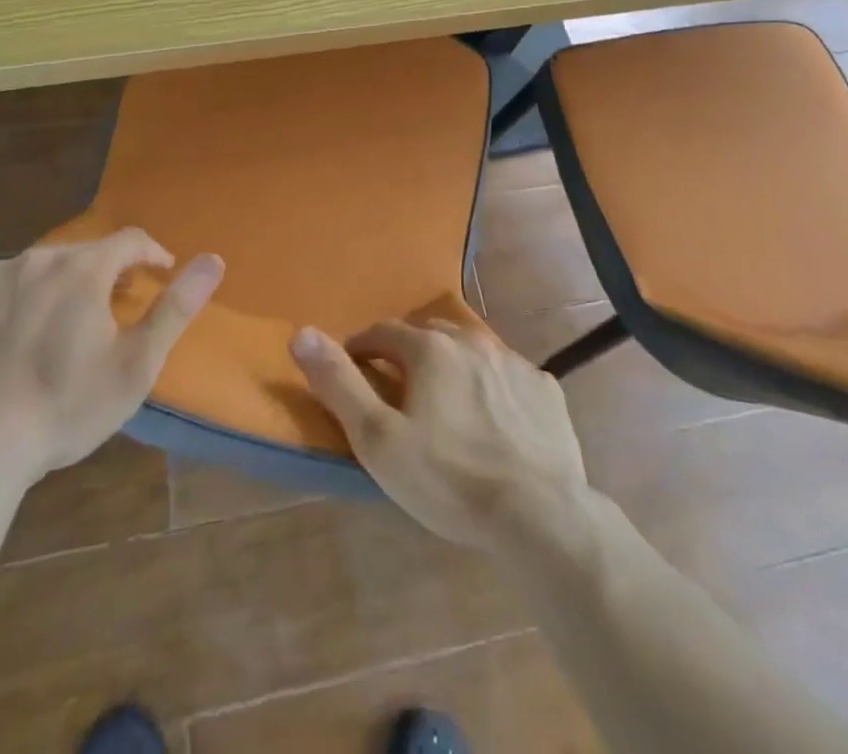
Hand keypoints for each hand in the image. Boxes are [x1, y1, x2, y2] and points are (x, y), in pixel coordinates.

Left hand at [0, 229, 222, 484]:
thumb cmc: (66, 406)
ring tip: (58, 328)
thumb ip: (177, 307)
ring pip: (36, 269)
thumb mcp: (137, 363)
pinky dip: (9, 302)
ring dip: (56, 287)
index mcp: (83, 269)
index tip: (160, 273)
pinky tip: (7, 338)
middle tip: (111, 311)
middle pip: (82, 254)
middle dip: (103, 274)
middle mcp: (36, 259)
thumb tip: (214, 259)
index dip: (151, 254)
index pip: (130, 240)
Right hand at [291, 317, 588, 548]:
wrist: (540, 514)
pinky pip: (509, 374)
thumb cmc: (448, 478)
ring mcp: (514, 362)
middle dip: (407, 351)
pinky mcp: (545, 388)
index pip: (383, 331)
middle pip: (429, 333)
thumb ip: (338, 383)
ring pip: (471, 350)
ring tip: (445, 401)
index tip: (354, 368)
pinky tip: (494, 418)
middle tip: (398, 387)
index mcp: (430, 348)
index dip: (362, 347)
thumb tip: (301, 333)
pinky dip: (493, 385)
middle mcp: (472, 341)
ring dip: (451, 364)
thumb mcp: (378, 439)